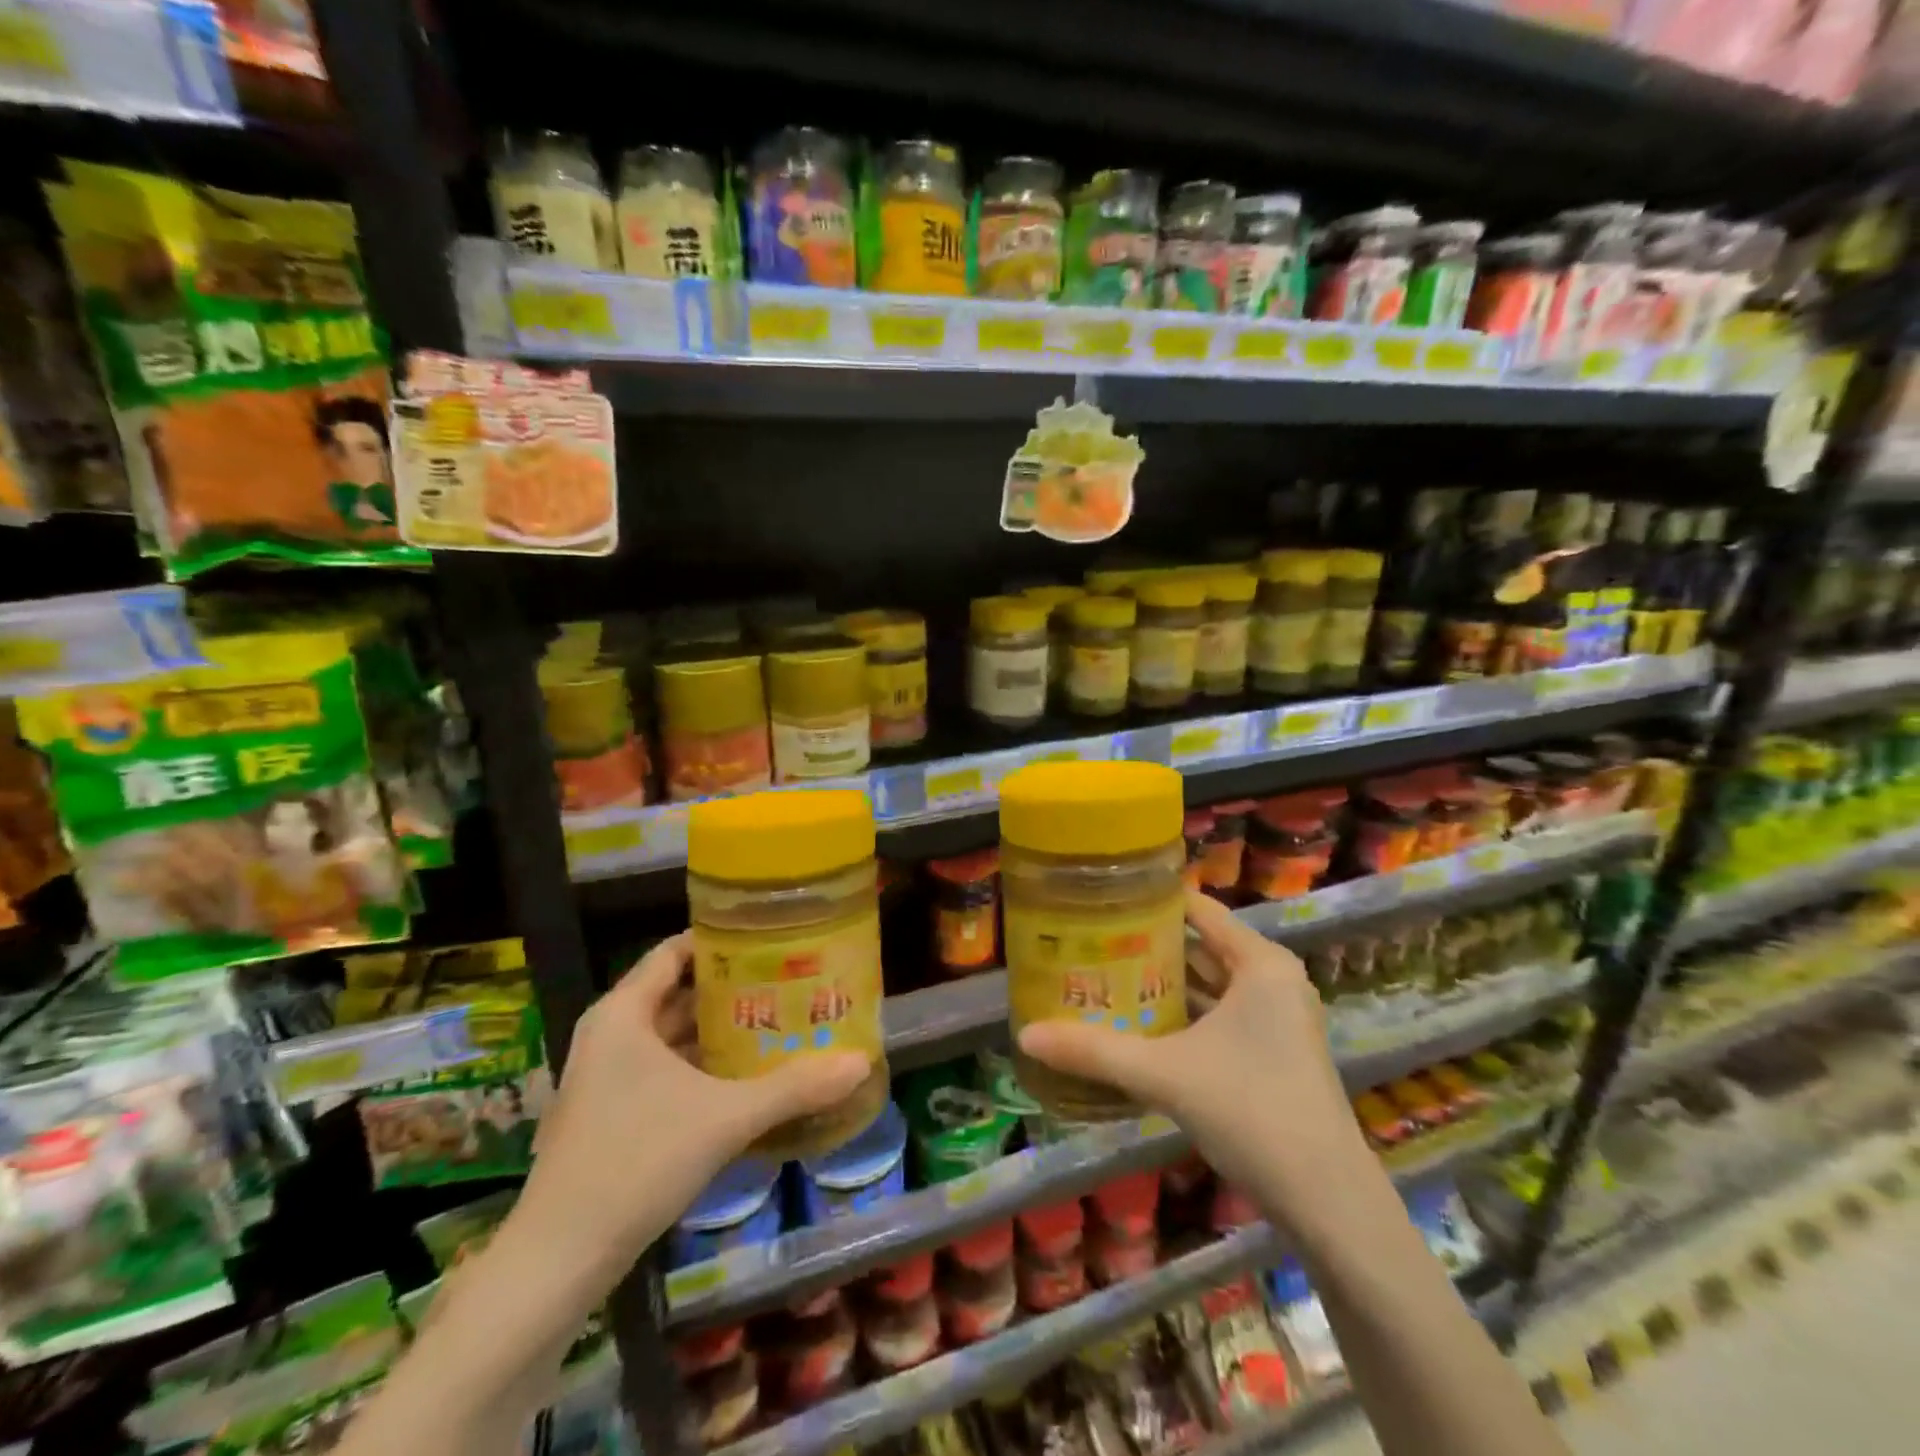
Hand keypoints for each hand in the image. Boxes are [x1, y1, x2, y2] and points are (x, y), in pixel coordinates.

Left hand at [513, 933, 869, 1269]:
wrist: (557, 1262)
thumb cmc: (636, 1163)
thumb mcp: (725, 1118)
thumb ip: (794, 1087)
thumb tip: (860, 1062)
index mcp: (623, 1014)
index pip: (674, 951)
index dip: (721, 940)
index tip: (771, 938)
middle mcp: (611, 1035)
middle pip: (678, 991)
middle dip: (732, 988)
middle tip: (788, 981)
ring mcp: (607, 1077)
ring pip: (672, 1035)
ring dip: (720, 1030)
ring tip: (778, 1022)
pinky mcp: (611, 1114)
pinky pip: (665, 1069)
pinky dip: (703, 1065)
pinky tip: (746, 1077)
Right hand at [1017, 890, 1369, 1210]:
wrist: (1328, 1201)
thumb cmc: (1251, 1111)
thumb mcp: (1165, 1075)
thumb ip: (1095, 1051)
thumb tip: (1026, 1035)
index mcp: (1260, 964)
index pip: (1199, 910)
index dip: (1152, 901)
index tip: (1103, 897)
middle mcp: (1273, 981)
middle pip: (1201, 946)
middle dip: (1149, 945)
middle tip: (1091, 938)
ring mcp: (1278, 1019)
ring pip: (1210, 985)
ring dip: (1164, 984)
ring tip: (1105, 974)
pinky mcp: (1275, 1053)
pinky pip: (1220, 1015)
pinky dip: (1184, 1015)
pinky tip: (1140, 1024)